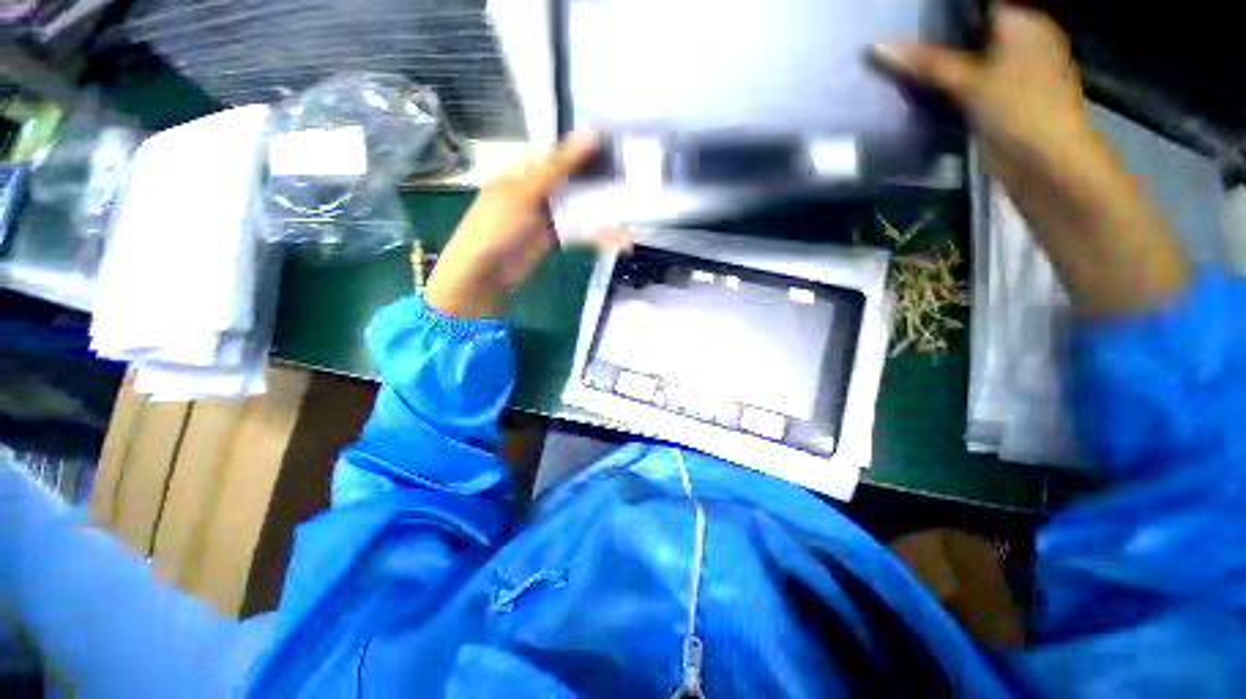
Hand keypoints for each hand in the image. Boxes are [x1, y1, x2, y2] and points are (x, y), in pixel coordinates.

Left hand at [425, 133, 630, 317]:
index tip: (621, 146)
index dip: (590, 149)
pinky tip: (620, 242)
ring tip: (633, 221)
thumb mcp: (525, 191)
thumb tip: (591, 133)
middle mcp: (540, 187)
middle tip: (635, 183)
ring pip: (583, 207)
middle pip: (577, 180)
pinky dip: (599, 236)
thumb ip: (559, 166)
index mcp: (526, 167)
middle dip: (604, 183)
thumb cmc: (496, 225)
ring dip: (606, 215)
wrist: (485, 273)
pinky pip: (582, 231)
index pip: (562, 152)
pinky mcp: (557, 236)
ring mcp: (550, 213)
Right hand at [875, 4, 1186, 317]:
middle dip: (930, 38)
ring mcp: (1007, 72)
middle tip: (892, 43)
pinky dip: (940, 84)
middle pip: (966, 31)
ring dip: (932, 63)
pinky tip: (914, 87)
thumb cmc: (1022, 111)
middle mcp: (1017, 41)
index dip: (939, 12)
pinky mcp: (995, 101)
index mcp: (1021, 23)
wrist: (1046, 167)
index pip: (972, 6)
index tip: (902, 19)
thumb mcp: (971, 80)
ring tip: (894, 63)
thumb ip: (926, 62)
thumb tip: (878, 47)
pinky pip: (961, 83)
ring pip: (961, 58)